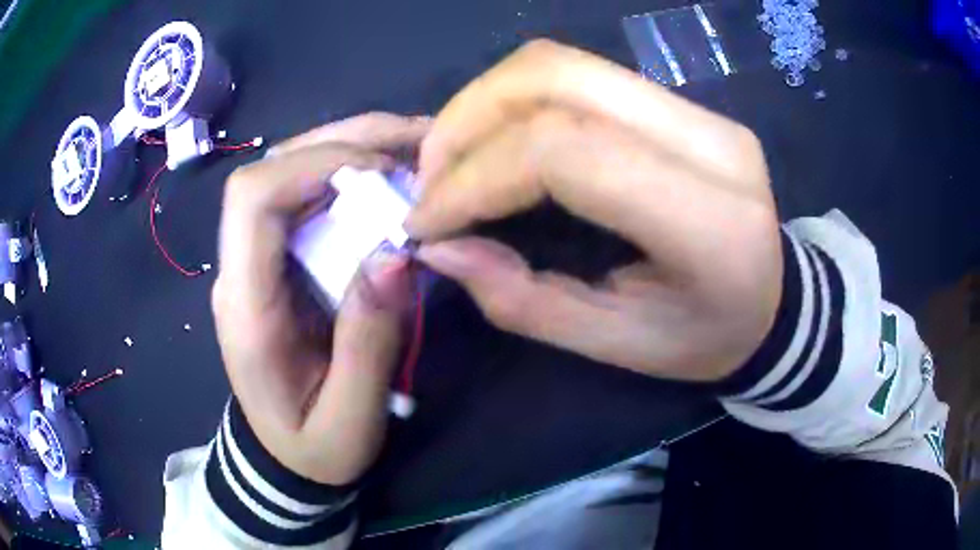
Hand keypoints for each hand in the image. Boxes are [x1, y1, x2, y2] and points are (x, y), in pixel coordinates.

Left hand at [212, 113, 429, 484]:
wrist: (282, 456)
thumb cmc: (312, 449)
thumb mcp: (350, 421)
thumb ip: (369, 344)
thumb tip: (396, 254)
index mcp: (247, 307)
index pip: (252, 198)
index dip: (314, 164)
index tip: (383, 172)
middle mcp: (241, 267)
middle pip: (273, 167)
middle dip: (346, 142)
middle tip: (419, 141)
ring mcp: (257, 259)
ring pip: (291, 170)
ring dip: (354, 149)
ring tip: (416, 151)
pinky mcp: (278, 260)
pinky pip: (309, 196)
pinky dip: (353, 174)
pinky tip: (395, 179)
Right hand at [406, 41, 781, 381]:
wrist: (778, 302)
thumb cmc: (708, 339)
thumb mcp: (619, 347)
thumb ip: (525, 300)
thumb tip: (440, 246)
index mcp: (709, 222)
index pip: (566, 151)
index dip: (477, 176)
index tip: (427, 221)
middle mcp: (709, 142)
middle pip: (557, 77)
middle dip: (466, 119)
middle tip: (427, 179)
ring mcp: (701, 111)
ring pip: (562, 63)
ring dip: (484, 101)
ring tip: (449, 158)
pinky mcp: (686, 103)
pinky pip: (580, 73)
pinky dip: (516, 99)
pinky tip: (495, 139)